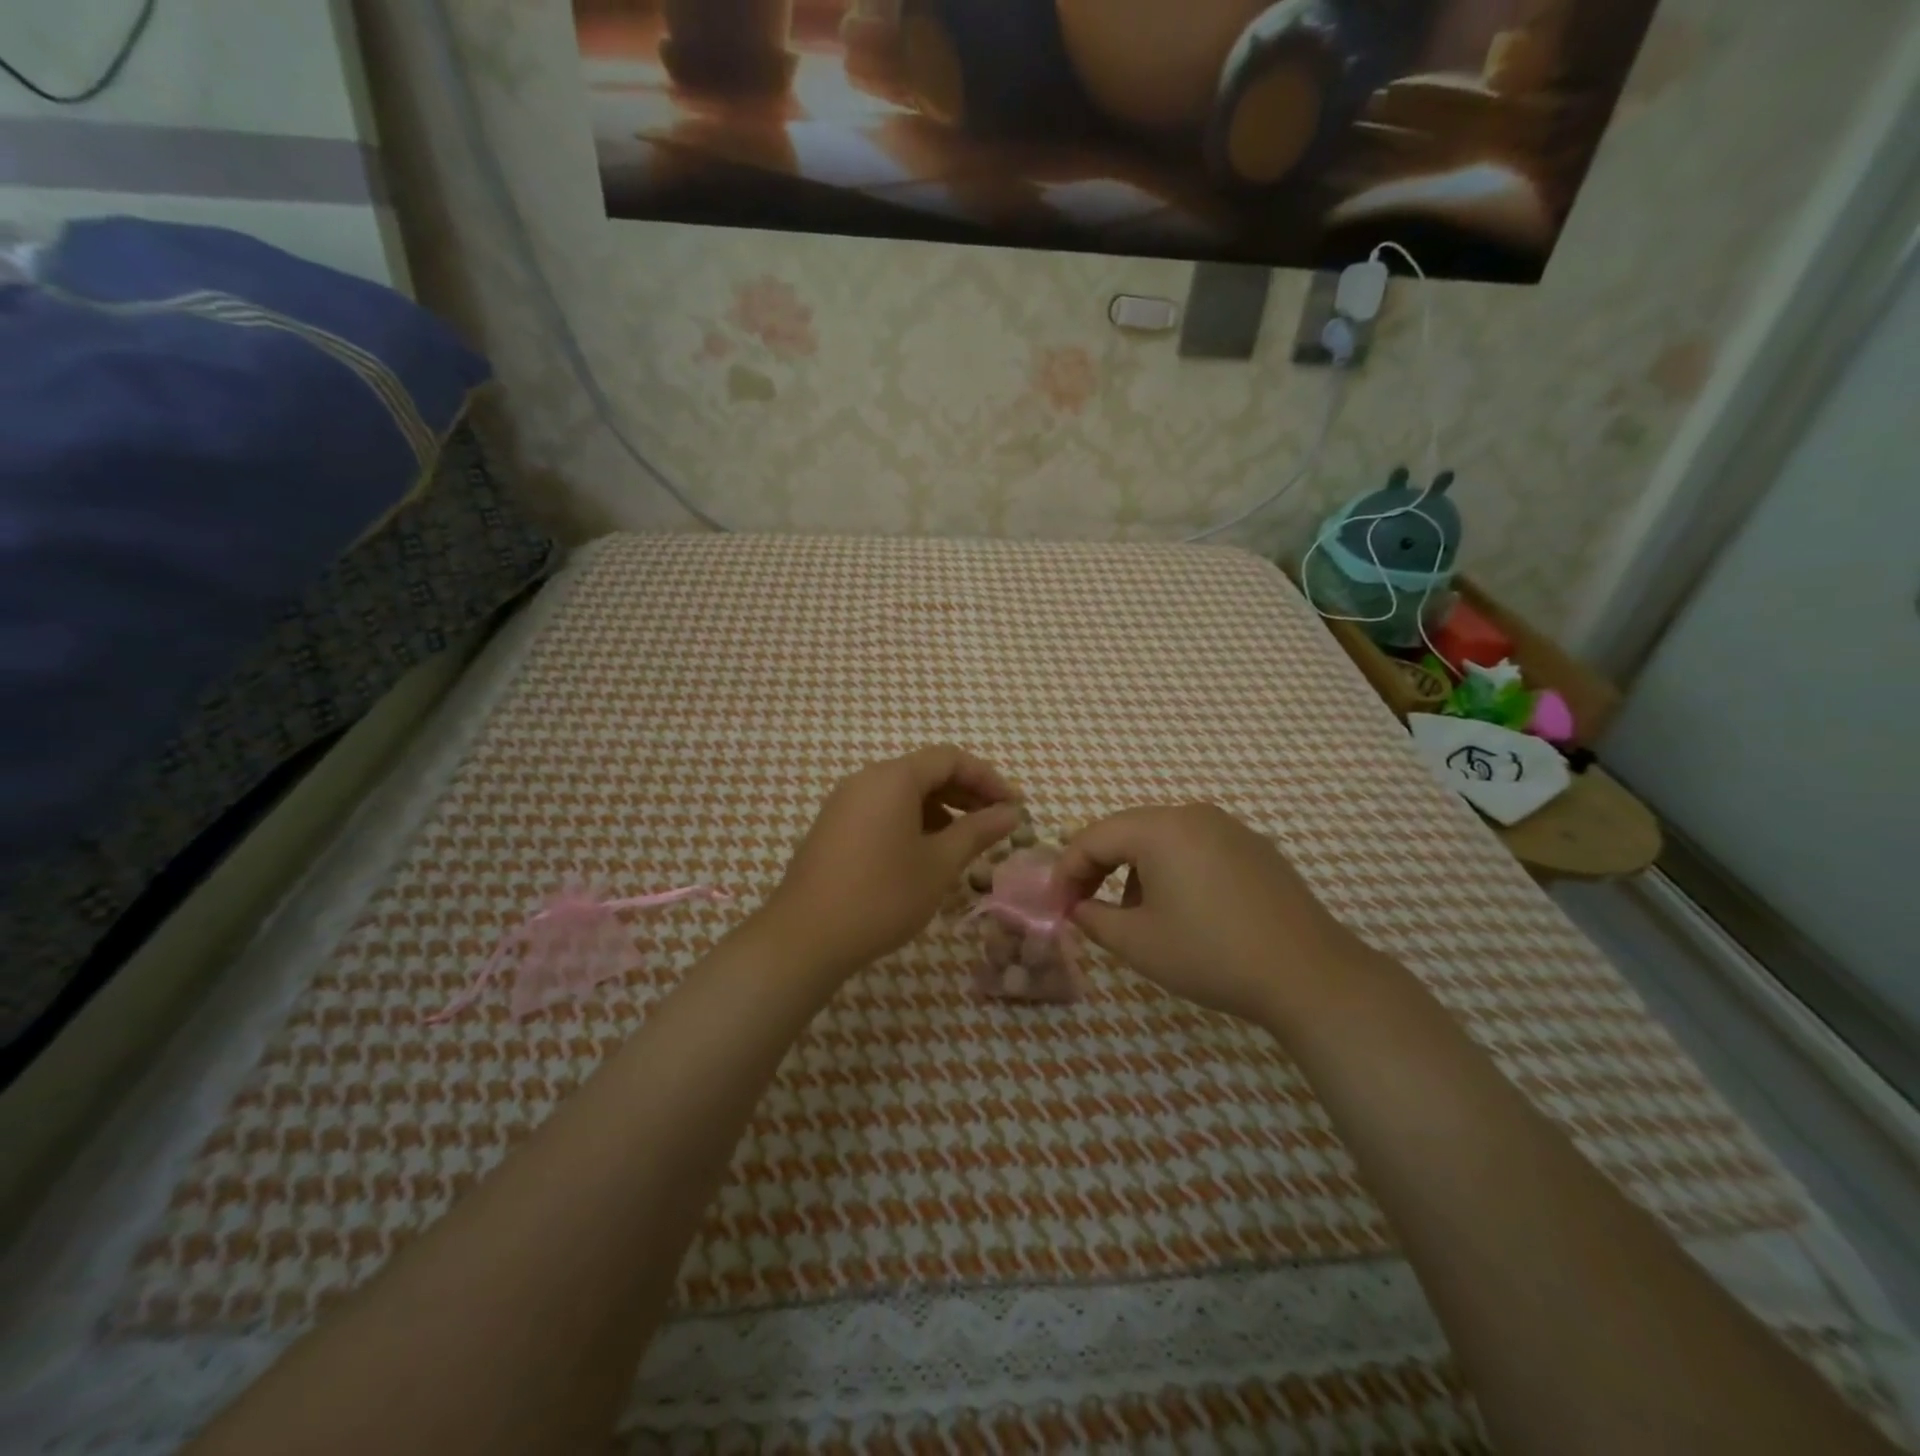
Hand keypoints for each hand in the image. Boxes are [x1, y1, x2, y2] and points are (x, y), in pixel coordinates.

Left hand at [763, 746, 1020, 975]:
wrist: (806, 936)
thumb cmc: (883, 895)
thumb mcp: (940, 863)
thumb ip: (978, 831)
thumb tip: (1010, 813)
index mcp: (893, 778)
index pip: (950, 759)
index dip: (988, 778)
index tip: (1014, 806)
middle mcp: (866, 779)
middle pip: (925, 772)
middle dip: (966, 793)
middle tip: (998, 822)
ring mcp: (844, 802)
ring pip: (903, 793)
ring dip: (940, 809)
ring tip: (965, 841)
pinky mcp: (833, 827)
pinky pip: (882, 810)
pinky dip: (912, 821)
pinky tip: (926, 853)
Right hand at [1055, 804, 1366, 1026]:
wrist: (1309, 975)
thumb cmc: (1211, 954)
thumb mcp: (1138, 943)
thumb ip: (1093, 918)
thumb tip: (1076, 908)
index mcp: (1160, 828)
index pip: (1093, 837)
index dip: (1067, 871)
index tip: (1056, 906)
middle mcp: (1194, 815)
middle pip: (1127, 831)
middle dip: (1098, 867)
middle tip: (1083, 905)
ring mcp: (1230, 828)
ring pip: (1162, 839)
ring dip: (1135, 870)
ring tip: (1134, 915)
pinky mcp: (1255, 849)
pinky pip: (1196, 848)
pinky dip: (1172, 870)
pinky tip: (1182, 910)